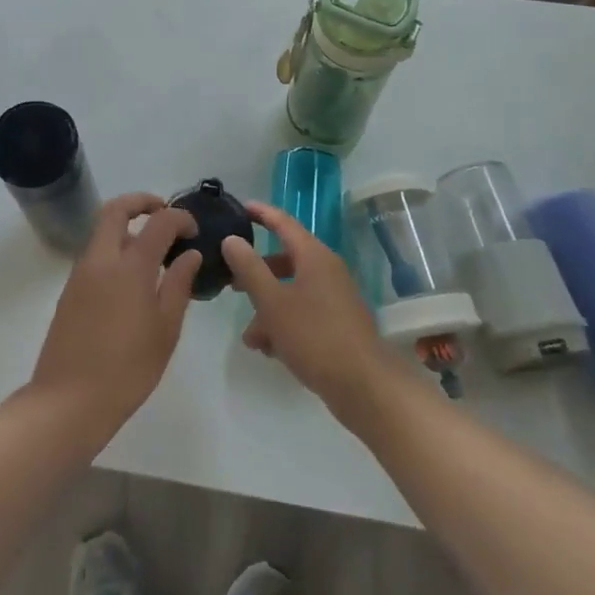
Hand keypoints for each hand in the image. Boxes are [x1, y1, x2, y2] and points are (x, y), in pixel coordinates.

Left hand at [28, 194, 201, 436]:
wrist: (68, 401)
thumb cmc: (127, 369)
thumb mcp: (165, 330)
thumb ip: (178, 285)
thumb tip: (190, 255)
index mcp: (130, 267)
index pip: (158, 222)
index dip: (180, 218)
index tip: (194, 231)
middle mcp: (101, 259)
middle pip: (116, 210)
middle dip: (141, 202)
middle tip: (165, 213)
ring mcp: (80, 273)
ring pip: (102, 230)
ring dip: (127, 226)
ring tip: (154, 250)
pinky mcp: (70, 291)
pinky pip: (95, 254)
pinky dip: (115, 249)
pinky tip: (133, 279)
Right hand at [223, 201, 405, 427]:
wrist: (365, 387)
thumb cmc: (315, 336)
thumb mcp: (273, 302)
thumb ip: (249, 268)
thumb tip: (231, 238)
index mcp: (314, 256)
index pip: (283, 223)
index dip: (260, 213)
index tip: (238, 207)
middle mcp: (326, 271)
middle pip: (285, 259)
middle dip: (256, 271)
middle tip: (230, 280)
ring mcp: (334, 299)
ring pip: (291, 291)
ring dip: (267, 307)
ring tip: (249, 335)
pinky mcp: (337, 325)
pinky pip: (303, 314)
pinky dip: (284, 324)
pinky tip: (269, 350)